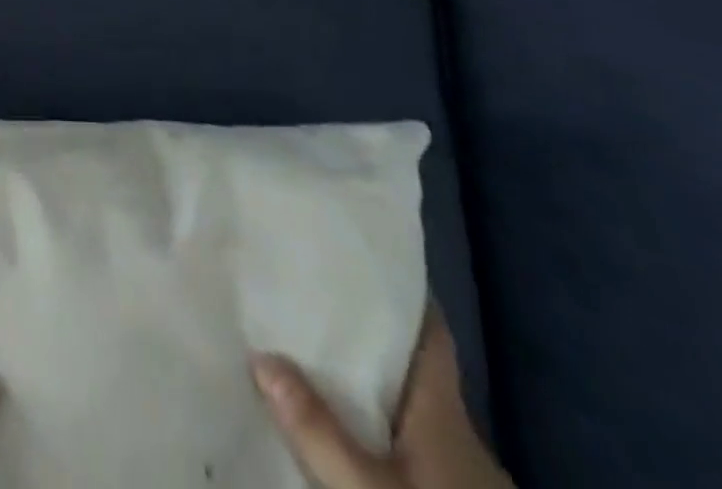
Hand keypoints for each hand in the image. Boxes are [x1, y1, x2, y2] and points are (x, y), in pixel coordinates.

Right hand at [251, 308, 513, 488]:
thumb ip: (318, 429)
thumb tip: (261, 355)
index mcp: (444, 410)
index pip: (431, 330)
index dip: (403, 290)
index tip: (364, 253)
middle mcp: (457, 433)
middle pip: (412, 368)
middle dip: (366, 335)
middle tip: (310, 299)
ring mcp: (460, 474)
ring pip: (408, 411)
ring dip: (368, 386)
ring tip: (311, 356)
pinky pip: (409, 448)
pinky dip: (376, 430)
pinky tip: (342, 431)